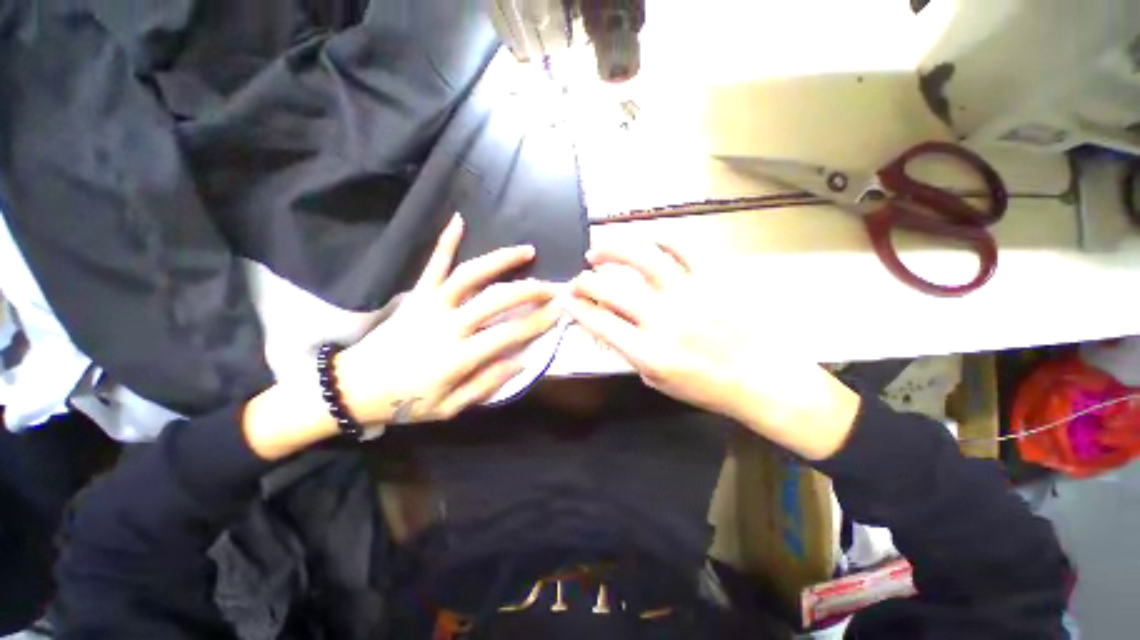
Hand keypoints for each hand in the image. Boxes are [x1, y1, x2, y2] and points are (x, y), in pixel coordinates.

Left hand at [243, 214, 561, 459]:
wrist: (353, 387)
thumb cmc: (405, 401)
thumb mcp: (449, 407)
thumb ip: (486, 383)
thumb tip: (520, 360)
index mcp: (458, 356)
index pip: (509, 334)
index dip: (537, 321)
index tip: (558, 310)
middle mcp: (448, 325)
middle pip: (495, 300)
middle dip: (529, 291)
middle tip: (551, 286)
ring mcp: (430, 305)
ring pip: (470, 275)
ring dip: (501, 260)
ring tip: (526, 250)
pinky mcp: (416, 295)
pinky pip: (432, 264)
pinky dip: (445, 241)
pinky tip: (459, 220)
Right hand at [567, 242, 860, 459]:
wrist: (761, 379)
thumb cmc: (706, 387)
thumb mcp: (657, 381)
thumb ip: (629, 353)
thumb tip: (608, 325)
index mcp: (649, 352)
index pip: (600, 322)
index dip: (577, 307)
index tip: (567, 298)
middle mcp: (664, 319)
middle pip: (613, 290)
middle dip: (585, 281)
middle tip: (578, 277)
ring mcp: (690, 295)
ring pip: (643, 260)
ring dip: (614, 250)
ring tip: (599, 250)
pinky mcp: (714, 279)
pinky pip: (686, 249)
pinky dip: (664, 240)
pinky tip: (650, 242)